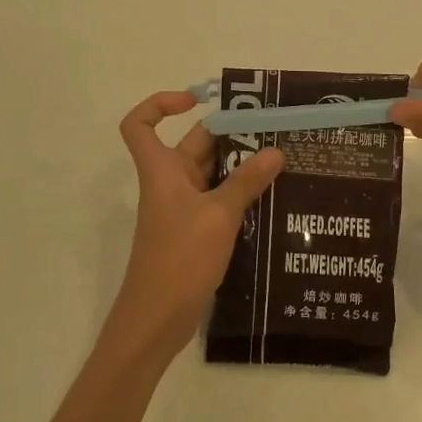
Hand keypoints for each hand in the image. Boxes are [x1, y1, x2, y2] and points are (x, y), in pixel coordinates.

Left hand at [109, 91, 284, 359]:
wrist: (157, 320)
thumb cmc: (179, 258)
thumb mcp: (218, 216)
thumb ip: (247, 182)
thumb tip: (275, 150)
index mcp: (162, 170)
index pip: (140, 124)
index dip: (160, 105)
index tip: (196, 101)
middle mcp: (169, 182)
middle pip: (193, 145)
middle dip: (229, 134)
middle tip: (272, 130)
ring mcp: (182, 208)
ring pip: (211, 173)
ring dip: (240, 166)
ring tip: (282, 160)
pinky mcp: (194, 232)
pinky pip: (218, 200)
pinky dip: (240, 194)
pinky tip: (272, 198)